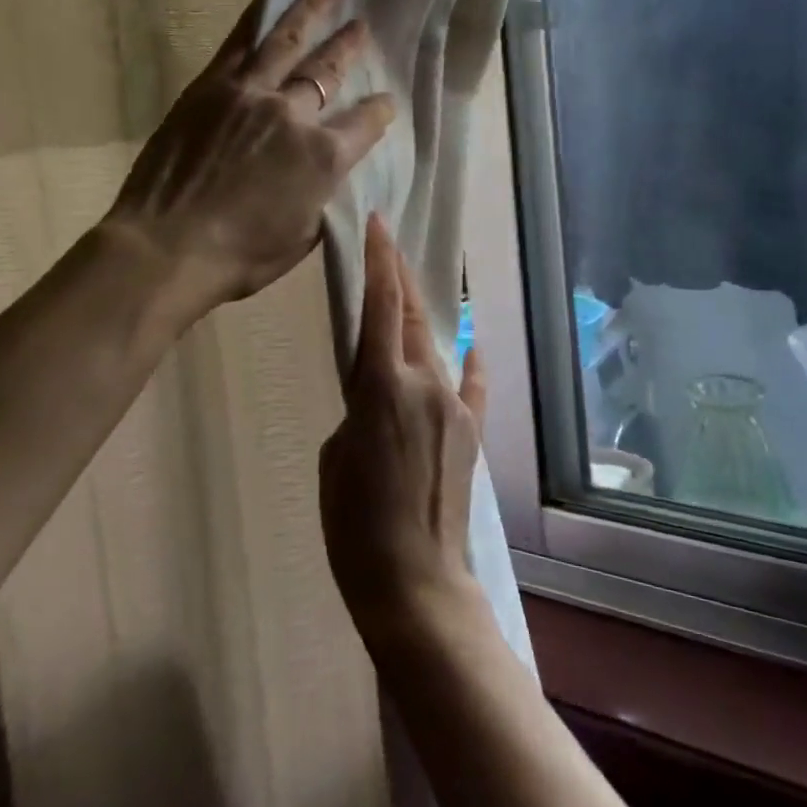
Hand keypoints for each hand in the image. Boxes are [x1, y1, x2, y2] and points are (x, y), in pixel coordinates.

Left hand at [106, 0, 395, 320]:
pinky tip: (269, 2)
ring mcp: (251, 93)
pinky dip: (258, 19)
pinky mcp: (212, 87)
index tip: (386, 103)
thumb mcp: (304, 237)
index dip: (381, 111)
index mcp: (324, 157)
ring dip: (313, 10)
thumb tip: (333, 174)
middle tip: (363, 25)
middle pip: (330, 69)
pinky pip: (240, 43)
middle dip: (351, 46)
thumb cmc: (240, 256)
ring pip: (289, 40)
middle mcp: (294, 114)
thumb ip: (326, 196)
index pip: (367, 122)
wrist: (166, 248)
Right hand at [320, 215, 485, 641]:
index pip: (381, 305)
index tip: (378, 224)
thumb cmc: (354, 525)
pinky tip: (470, 347)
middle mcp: (424, 382)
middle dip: (399, 274)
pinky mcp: (471, 430)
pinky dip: (466, 363)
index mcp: (381, 386)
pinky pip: (470, 384)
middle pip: (413, 313)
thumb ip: (358, 410)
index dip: (379, 260)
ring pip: (436, 345)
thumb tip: (378, 396)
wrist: (416, 582)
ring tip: (410, 295)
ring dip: (422, 317)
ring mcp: (453, 405)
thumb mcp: (335, 457)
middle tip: (388, 243)